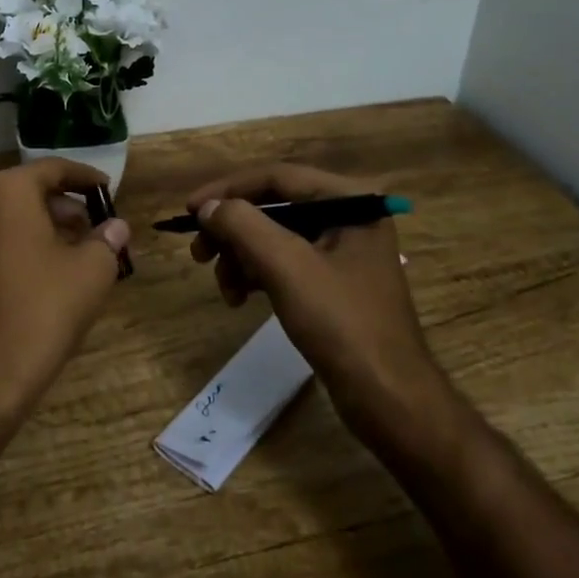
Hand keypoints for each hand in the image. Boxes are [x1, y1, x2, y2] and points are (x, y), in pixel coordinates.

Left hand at [0, 159, 131, 417]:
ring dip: (48, 226)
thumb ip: (107, 239)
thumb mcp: (92, 269)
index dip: (85, 177)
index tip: (108, 189)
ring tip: (81, 251)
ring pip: (13, 217)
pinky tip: (51, 273)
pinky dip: (26, 245)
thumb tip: (116, 226)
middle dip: (67, 206)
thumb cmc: (44, 308)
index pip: (53, 169)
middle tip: (97, 226)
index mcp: (8, 192)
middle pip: (31, 191)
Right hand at [186, 164, 433, 421]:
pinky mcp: (334, 282)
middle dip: (233, 230)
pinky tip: (239, 298)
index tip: (189, 210)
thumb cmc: (342, 324)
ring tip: (223, 288)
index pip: (278, 177)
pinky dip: (258, 275)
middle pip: (274, 206)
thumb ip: (243, 225)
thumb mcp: (287, 267)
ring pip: (275, 237)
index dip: (229, 189)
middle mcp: (349, 216)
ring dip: (241, 257)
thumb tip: (209, 207)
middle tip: (198, 253)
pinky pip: (285, 263)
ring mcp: (342, 250)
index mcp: (350, 200)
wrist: (389, 400)